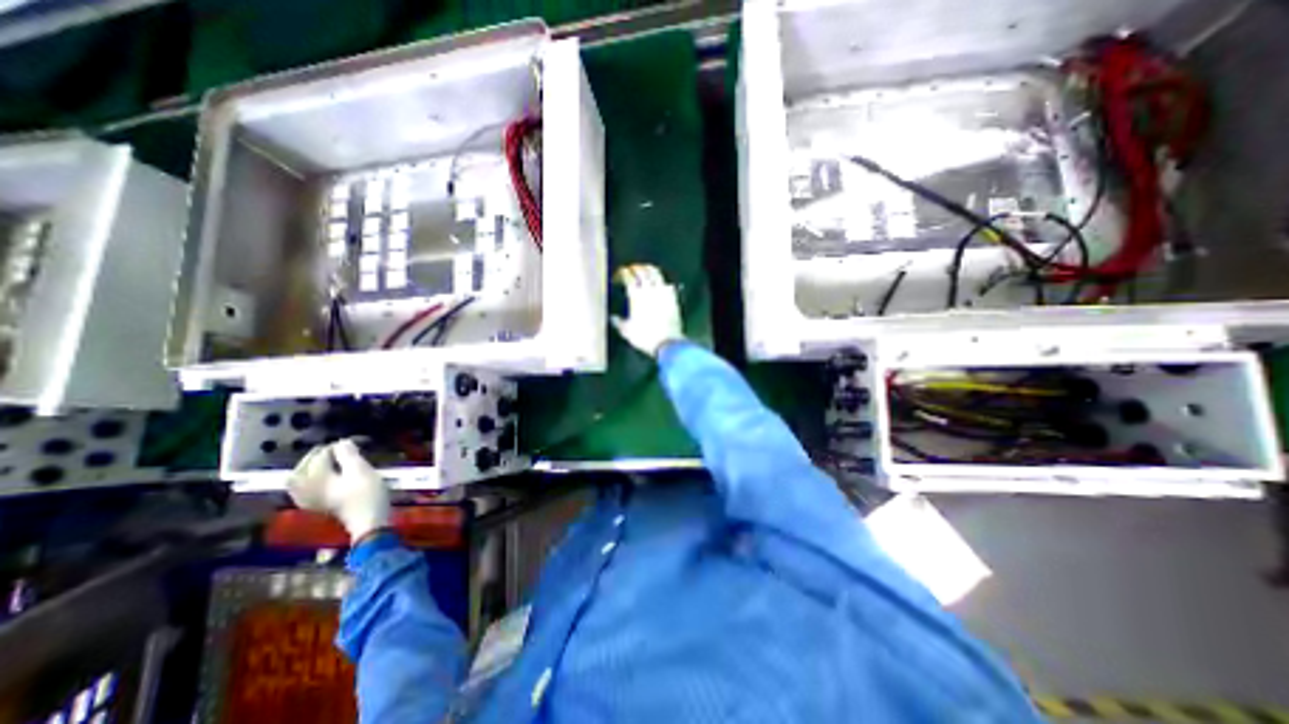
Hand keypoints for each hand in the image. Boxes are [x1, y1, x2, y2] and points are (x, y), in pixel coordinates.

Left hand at [290, 437, 391, 541]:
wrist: (368, 520)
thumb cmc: (367, 493)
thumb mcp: (362, 470)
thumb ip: (348, 454)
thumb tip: (341, 442)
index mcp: (315, 477)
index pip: (322, 454)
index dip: (339, 446)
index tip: (356, 442)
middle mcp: (304, 487)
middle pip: (305, 464)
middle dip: (321, 454)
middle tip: (341, 448)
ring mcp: (306, 498)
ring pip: (297, 477)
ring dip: (310, 465)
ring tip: (326, 460)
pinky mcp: (313, 505)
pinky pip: (299, 488)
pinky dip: (306, 479)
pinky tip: (317, 477)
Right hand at [614, 263, 682, 354]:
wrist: (667, 343)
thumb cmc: (644, 337)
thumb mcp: (626, 331)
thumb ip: (618, 322)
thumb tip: (612, 317)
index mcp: (636, 295)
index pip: (628, 276)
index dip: (622, 273)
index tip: (619, 275)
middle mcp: (650, 290)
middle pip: (642, 271)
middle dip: (635, 268)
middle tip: (631, 270)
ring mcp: (663, 292)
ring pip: (656, 273)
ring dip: (649, 269)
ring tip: (645, 270)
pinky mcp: (673, 298)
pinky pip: (668, 284)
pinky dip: (662, 281)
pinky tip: (660, 283)